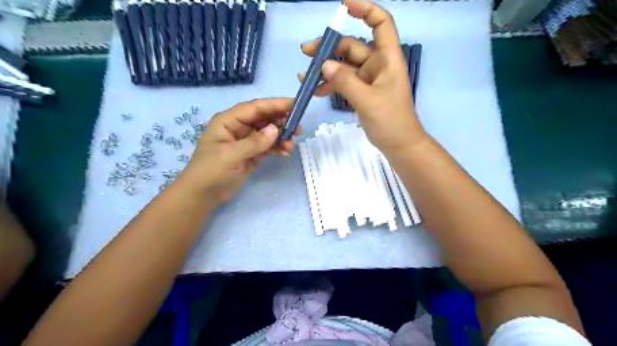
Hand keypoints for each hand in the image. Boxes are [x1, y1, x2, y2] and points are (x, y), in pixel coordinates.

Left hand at [180, 97, 302, 201]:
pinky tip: (285, 152)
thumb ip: (254, 142)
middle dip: (281, 122)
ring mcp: (246, 141)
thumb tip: (276, 129)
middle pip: (264, 119)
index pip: (255, 108)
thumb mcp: (231, 155)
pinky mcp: (252, 154)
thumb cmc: (211, 171)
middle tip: (298, 128)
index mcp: (229, 121)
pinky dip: (277, 148)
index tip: (295, 104)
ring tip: (292, 144)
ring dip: (281, 137)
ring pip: (268, 133)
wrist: (202, 195)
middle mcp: (238, 128)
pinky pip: (267, 146)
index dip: (275, 104)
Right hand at [301, 0, 427, 154]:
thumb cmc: (391, 121)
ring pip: (345, 66)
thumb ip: (345, 82)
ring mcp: (369, 80)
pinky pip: (345, 82)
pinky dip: (331, 85)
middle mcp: (378, 65)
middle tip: (306, 52)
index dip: (365, 10)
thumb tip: (324, 65)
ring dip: (326, 69)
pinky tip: (317, 91)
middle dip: (330, 48)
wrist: (399, 145)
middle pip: (353, 46)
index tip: (343, 6)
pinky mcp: (363, 93)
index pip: (381, 24)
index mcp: (387, 59)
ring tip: (305, 76)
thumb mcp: (367, 100)